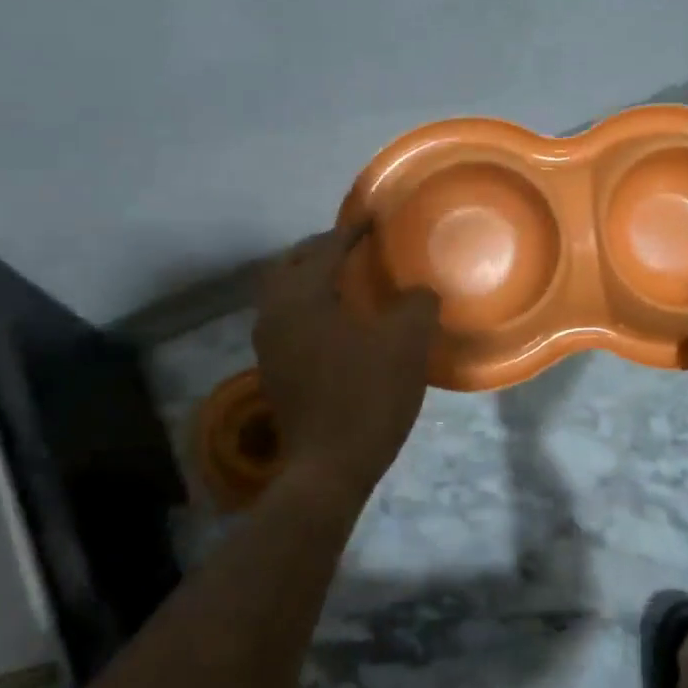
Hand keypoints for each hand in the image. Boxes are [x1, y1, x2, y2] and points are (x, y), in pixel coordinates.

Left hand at [254, 221, 440, 508]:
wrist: (329, 469)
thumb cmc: (367, 397)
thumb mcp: (406, 343)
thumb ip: (417, 304)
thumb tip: (419, 291)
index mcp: (302, 298)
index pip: (324, 248)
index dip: (352, 230)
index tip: (374, 219)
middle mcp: (274, 314)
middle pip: (290, 264)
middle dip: (320, 248)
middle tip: (354, 244)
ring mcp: (269, 345)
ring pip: (283, 292)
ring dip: (310, 276)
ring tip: (346, 276)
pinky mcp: (274, 370)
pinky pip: (287, 318)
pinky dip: (309, 303)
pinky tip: (338, 318)